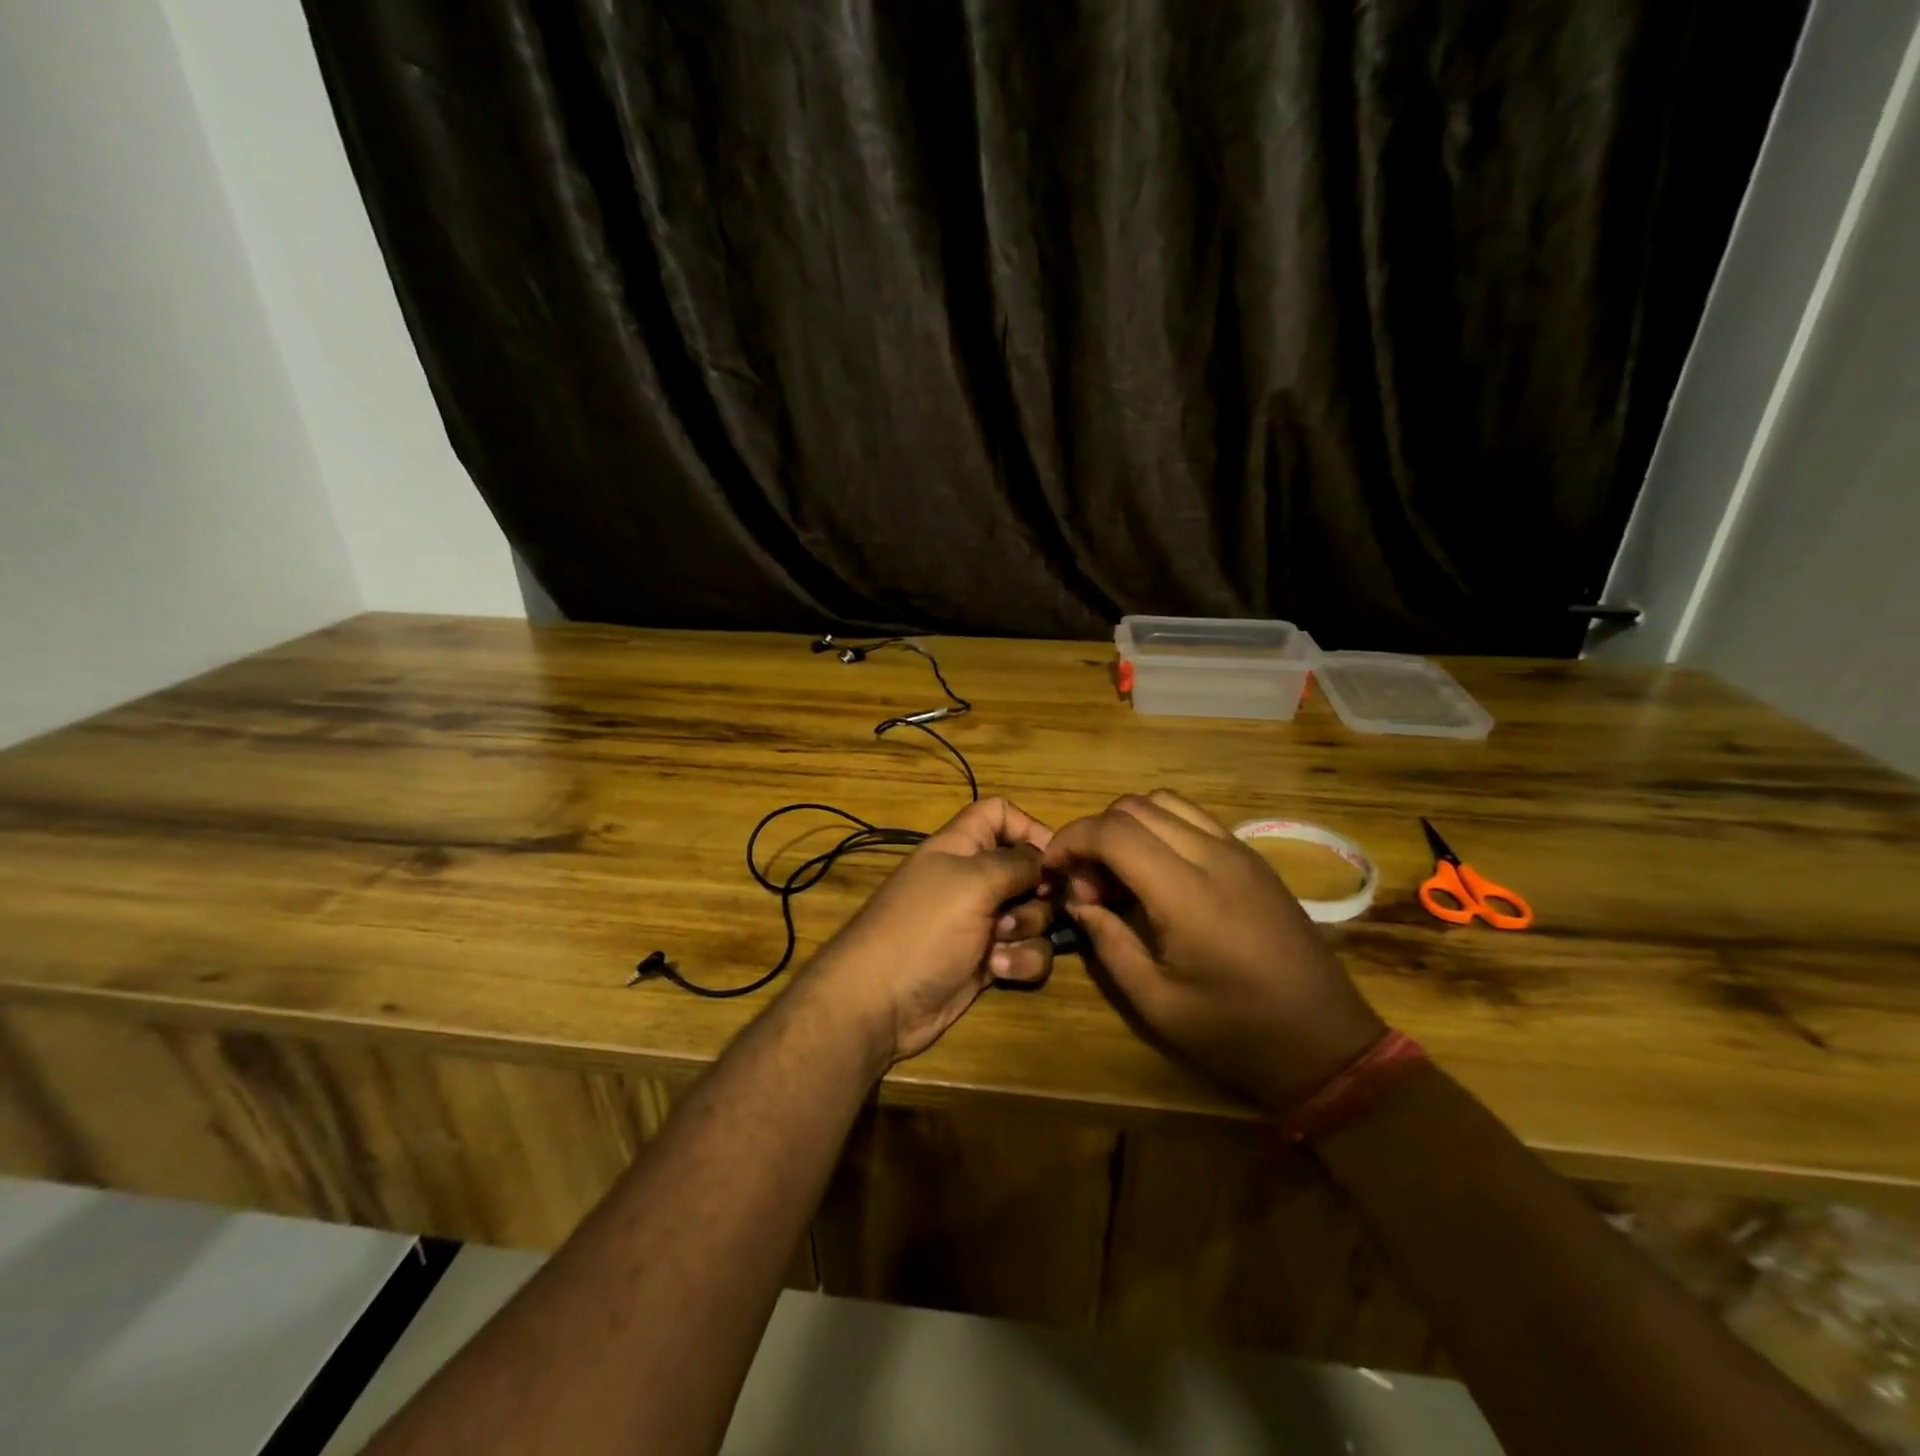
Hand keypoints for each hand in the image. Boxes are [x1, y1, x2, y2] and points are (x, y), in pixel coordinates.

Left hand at [800, 797, 1056, 1063]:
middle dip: (1038, 890)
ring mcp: (981, 922)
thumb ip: (1018, 863)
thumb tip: (1047, 859)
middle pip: (1028, 869)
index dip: (1028, 827)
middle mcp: (973, 880)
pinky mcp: (988, 961)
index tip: (1054, 856)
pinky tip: (997, 970)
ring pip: (1034, 914)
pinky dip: (1020, 961)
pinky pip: (1026, 952)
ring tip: (999, 943)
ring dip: (1028, 929)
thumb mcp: (973, 882)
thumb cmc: (924, 927)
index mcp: (961, 847)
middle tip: (1030, 903)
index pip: (998, 813)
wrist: (882, 1002)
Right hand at [1044, 790, 1384, 1111]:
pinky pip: (1194, 819)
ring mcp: (1239, 851)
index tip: (1052, 870)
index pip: (1113, 832)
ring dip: (1127, 826)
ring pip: (1165, 802)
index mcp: (1186, 894)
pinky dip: (1160, 829)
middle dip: (1094, 834)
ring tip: (1118, 873)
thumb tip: (1078, 902)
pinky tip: (1156, 873)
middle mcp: (1213, 856)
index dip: (1070, 840)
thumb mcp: (1156, 1002)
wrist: (1326, 1043)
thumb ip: (1108, 942)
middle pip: (1134, 807)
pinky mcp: (1253, 858)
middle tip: (1086, 883)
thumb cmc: (1236, 1033)